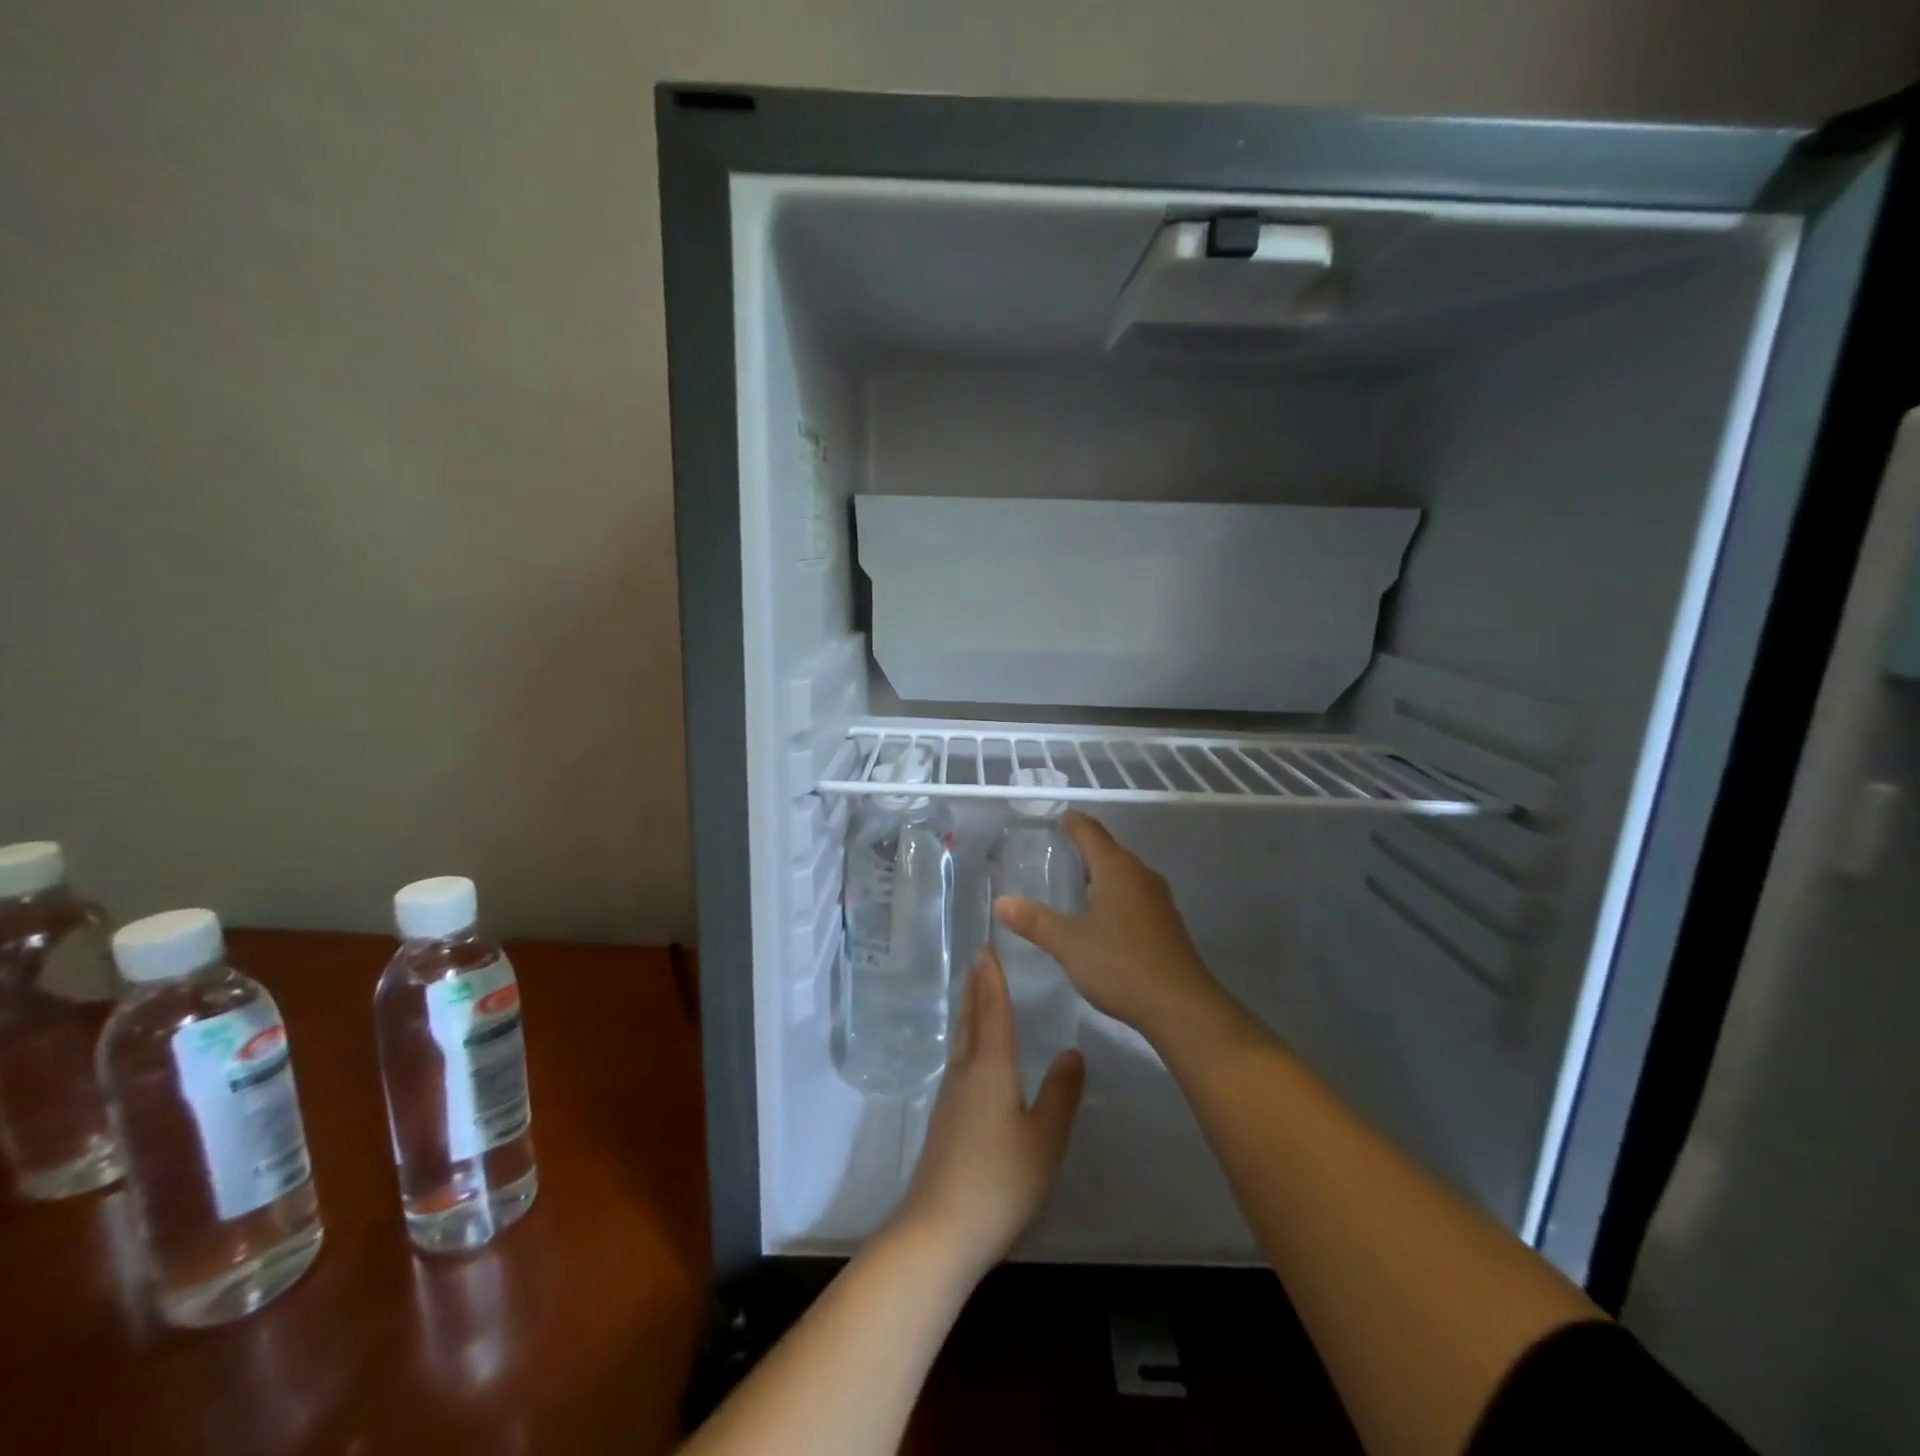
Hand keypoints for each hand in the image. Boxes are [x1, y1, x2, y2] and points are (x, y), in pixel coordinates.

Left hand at [893, 949, 1083, 1280]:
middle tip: (978, 960)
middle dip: (976, 988)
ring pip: (961, 1040)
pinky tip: (972, 1055)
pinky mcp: (944, 1121)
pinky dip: (967, 1040)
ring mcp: (950, 1097)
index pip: (992, 1011)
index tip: (986, 948)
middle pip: (970, 1019)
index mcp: (990, 1068)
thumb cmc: (999, 1182)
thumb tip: (1072, 1050)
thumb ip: (1061, 1094)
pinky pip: (958, 1061)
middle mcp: (965, 1072)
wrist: (938, 1232)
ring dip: (969, 1012)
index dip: (992, 979)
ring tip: (976, 995)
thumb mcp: (1044, 1139)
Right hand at [993, 811, 1220, 1039]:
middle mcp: (1141, 875)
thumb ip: (1035, 921)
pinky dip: (1115, 895)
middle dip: (1085, 848)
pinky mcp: (1167, 923)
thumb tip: (1001, 902)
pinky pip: (1135, 896)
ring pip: (1124, 874)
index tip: (1059, 818)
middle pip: (1110, 851)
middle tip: (1058, 852)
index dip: (1073, 823)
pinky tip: (1103, 916)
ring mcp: (1158, 899)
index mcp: (1116, 869)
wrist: (1181, 1006)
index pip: (1091, 832)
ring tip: (1076, 882)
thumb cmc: (1120, 964)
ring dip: (1102, 874)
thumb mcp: (1069, 943)